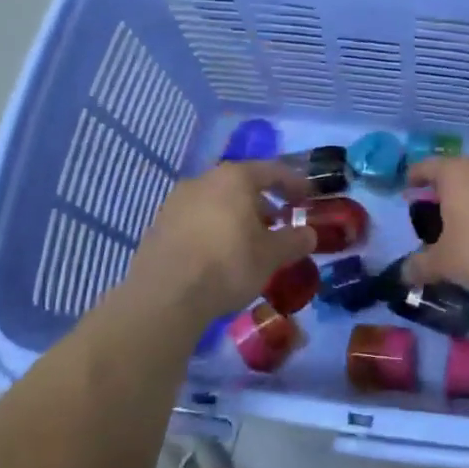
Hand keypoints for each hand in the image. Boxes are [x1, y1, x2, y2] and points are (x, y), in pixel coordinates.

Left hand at [128, 161, 317, 328]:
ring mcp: (177, 201)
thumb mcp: (272, 256)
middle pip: (242, 184)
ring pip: (217, 202)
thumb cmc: (227, 264)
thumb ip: (294, 240)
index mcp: (235, 178)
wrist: (164, 296)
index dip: (294, 182)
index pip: (273, 170)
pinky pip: (197, 219)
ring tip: (250, 242)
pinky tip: (220, 253)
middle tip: (279, 223)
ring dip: (237, 216)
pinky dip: (214, 229)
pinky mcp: (159, 225)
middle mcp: (204, 180)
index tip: (308, 196)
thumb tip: (309, 234)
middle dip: (263, 202)